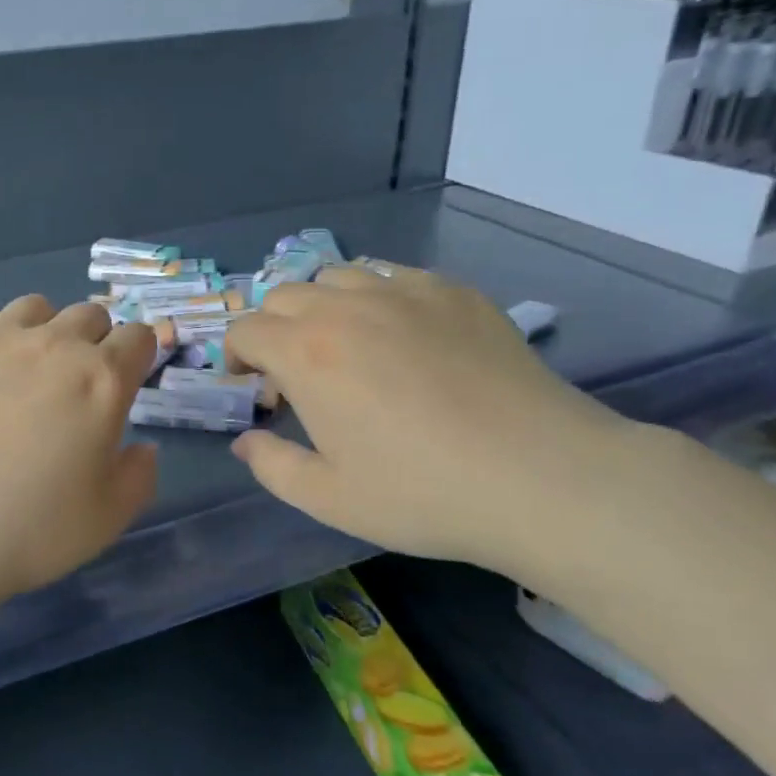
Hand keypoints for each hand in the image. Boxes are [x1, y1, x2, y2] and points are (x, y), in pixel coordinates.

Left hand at [0, 295, 159, 625]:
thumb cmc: (27, 531)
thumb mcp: (107, 519)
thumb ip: (139, 475)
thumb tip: (143, 447)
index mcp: (101, 380)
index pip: (138, 337)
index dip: (136, 357)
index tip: (124, 382)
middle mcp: (52, 343)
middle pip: (89, 314)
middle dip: (92, 342)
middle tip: (71, 386)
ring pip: (33, 306)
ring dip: (39, 331)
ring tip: (19, 372)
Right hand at [223, 262, 634, 573]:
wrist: (539, 476)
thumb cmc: (422, 493)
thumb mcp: (329, 498)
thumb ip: (272, 466)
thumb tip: (245, 441)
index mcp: (306, 353)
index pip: (245, 329)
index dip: (236, 354)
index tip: (251, 384)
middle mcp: (346, 308)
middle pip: (284, 295)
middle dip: (274, 328)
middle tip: (296, 372)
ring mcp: (404, 292)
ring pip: (338, 277)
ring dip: (323, 306)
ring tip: (346, 345)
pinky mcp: (454, 292)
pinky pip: (395, 276)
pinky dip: (378, 298)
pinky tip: (404, 336)